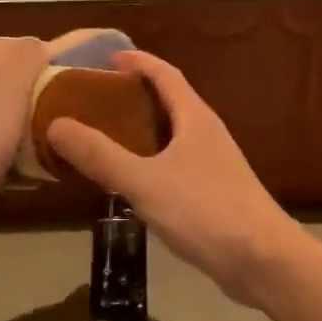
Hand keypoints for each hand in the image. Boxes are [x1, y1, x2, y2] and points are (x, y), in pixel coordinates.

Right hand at [45, 51, 302, 305]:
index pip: (165, 74)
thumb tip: (57, 124)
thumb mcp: (145, 181)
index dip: (138, 61)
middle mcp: (207, 132)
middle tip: (97, 100)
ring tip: (107, 137)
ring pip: (173, 134)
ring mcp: (215, 163)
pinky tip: (134, 180)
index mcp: (195, 117)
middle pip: (170, 101)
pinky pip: (176, 162)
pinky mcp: (216, 192)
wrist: (264, 261)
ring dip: (143, 129)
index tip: (108, 58)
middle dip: (135, 95)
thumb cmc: (206, 210)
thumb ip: (101, 155)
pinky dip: (152, 159)